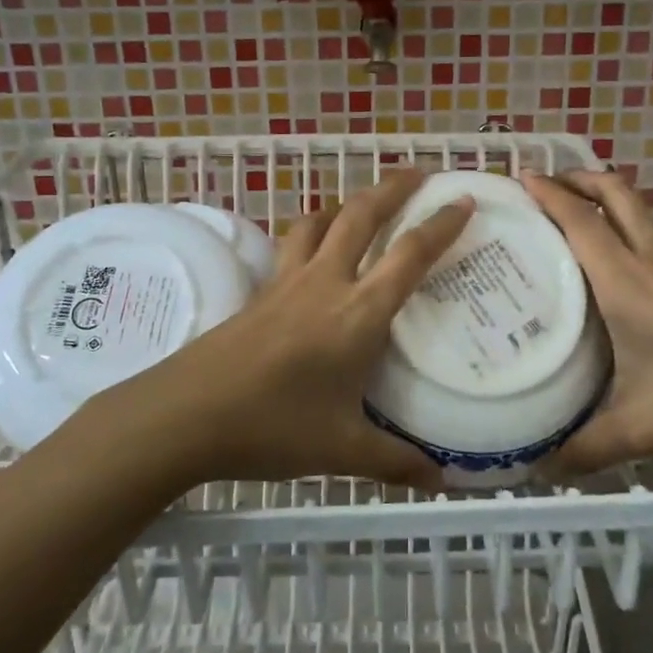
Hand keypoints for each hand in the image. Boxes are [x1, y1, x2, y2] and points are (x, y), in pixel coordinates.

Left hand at [82, 169, 473, 491]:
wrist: (187, 413)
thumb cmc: (273, 427)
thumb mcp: (343, 451)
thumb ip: (396, 462)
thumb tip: (442, 480)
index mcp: (358, 313)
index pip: (409, 255)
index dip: (441, 225)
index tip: (465, 200)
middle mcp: (325, 283)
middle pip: (361, 215)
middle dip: (393, 188)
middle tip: (418, 173)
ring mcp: (288, 282)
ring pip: (320, 221)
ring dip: (347, 202)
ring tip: (363, 202)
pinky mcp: (260, 291)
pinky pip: (293, 244)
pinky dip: (312, 230)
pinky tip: (313, 248)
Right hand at [521, 170, 652, 473]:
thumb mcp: (643, 428)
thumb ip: (587, 447)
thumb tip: (540, 467)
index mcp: (627, 284)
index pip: (580, 222)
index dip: (549, 194)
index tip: (520, 177)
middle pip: (617, 195)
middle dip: (580, 178)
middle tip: (547, 182)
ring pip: (640, 216)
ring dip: (605, 204)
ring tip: (575, 225)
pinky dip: (628, 237)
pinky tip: (624, 279)